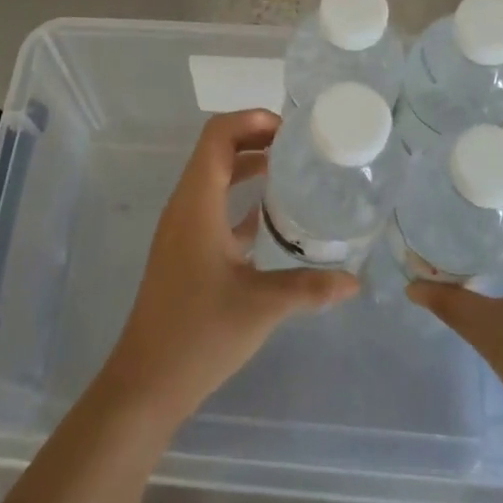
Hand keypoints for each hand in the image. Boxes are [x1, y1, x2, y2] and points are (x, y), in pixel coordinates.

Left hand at [98, 110, 359, 425]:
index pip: (217, 136)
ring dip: (247, 167)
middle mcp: (185, 206)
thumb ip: (309, 287)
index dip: (251, 120)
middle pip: (216, 151)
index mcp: (196, 203)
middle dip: (255, 139)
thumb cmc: (199, 334)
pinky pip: (213, 206)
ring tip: (292, 171)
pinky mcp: (185, 250)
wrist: (147, 382)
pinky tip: (272, 217)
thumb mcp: (261, 306)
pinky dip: (240, 199)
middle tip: (300, 147)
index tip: (290, 129)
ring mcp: (182, 228)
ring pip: (214, 178)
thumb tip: (355, 281)